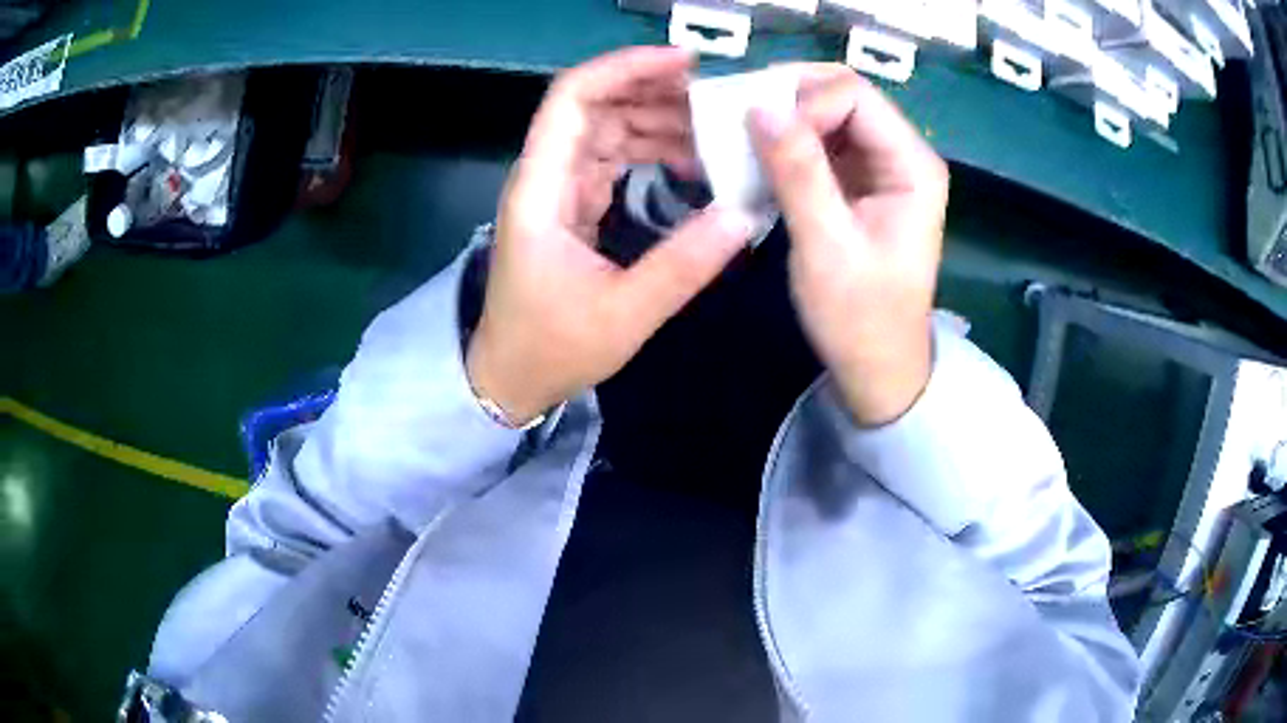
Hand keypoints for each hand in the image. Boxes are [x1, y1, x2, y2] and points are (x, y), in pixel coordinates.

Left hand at [467, 47, 755, 424]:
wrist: (510, 378)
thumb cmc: (552, 348)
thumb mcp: (624, 315)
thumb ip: (683, 264)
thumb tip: (743, 214)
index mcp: (541, 190)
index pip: (572, 99)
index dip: (624, 69)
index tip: (684, 64)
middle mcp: (544, 177)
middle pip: (594, 106)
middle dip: (653, 91)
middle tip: (717, 99)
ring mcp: (557, 189)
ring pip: (606, 130)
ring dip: (656, 121)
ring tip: (714, 130)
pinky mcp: (571, 206)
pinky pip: (611, 159)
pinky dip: (649, 151)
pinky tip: (689, 161)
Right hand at [749, 65, 948, 425]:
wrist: (877, 367)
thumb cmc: (859, 316)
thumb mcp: (826, 245)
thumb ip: (797, 171)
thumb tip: (758, 106)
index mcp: (913, 165)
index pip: (854, 95)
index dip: (803, 103)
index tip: (759, 135)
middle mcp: (902, 154)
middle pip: (843, 95)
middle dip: (788, 98)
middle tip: (738, 119)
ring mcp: (881, 166)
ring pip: (828, 114)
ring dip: (783, 119)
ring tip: (740, 137)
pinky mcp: (859, 183)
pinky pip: (821, 142)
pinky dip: (787, 143)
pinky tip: (758, 158)